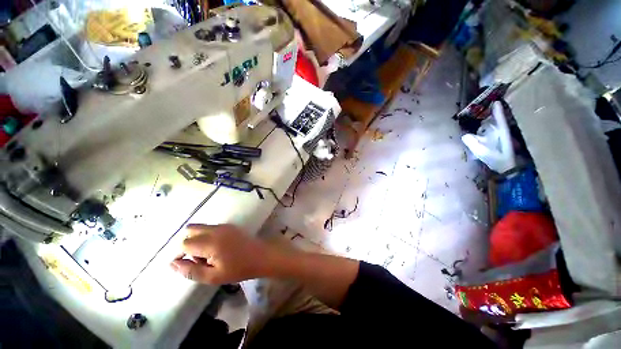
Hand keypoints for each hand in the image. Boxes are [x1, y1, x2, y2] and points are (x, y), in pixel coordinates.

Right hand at [170, 224, 269, 283]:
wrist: (262, 256)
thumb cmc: (239, 269)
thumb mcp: (213, 277)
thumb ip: (191, 271)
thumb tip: (172, 264)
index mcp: (210, 242)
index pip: (184, 243)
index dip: (182, 255)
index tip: (193, 265)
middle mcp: (215, 229)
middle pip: (190, 230)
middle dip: (189, 244)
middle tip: (200, 258)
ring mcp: (224, 225)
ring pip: (200, 228)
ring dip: (198, 240)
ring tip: (210, 254)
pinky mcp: (230, 225)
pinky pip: (211, 228)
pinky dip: (207, 236)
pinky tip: (219, 248)